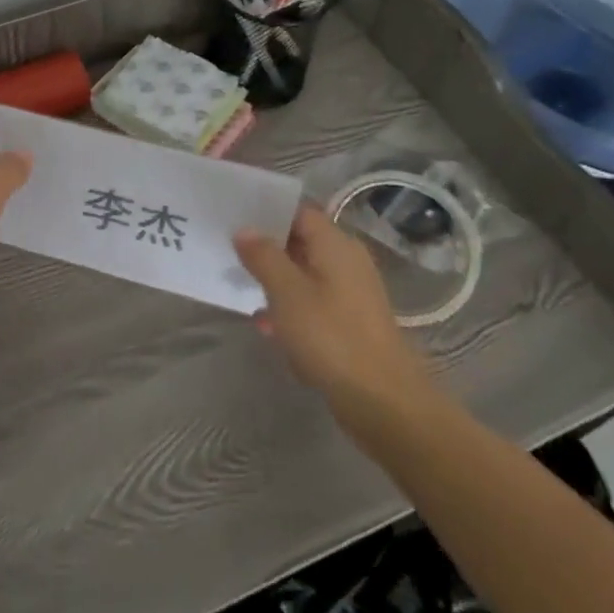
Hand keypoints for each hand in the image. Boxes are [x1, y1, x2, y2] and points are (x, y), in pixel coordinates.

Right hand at [234, 205, 435, 436]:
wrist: (383, 402)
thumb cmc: (331, 337)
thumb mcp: (286, 292)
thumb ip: (263, 256)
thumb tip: (245, 230)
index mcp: (336, 244)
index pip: (298, 211)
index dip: (266, 210)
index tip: (234, 215)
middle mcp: (347, 261)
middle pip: (300, 241)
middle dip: (266, 248)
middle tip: (230, 251)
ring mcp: (351, 293)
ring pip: (304, 274)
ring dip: (276, 281)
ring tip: (243, 289)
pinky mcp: (350, 322)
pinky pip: (313, 302)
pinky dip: (291, 308)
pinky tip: (268, 327)